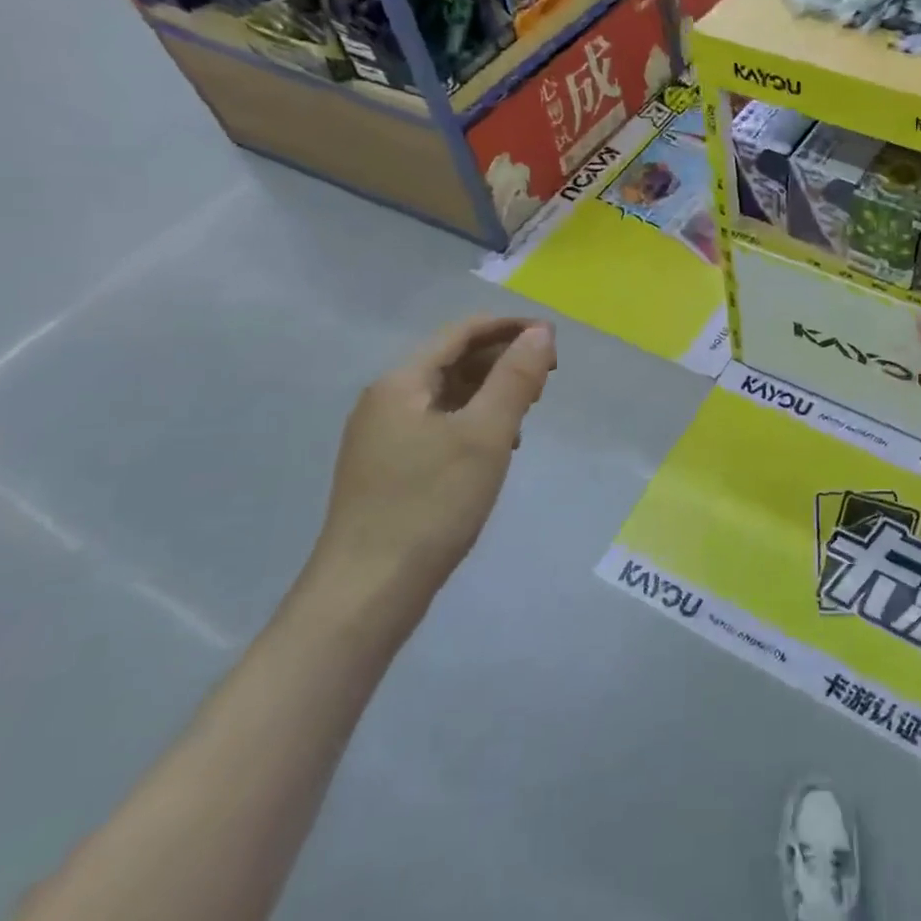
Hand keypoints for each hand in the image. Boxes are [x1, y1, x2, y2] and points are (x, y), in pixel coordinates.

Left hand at [312, 317, 556, 609]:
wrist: (366, 593)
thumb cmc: (430, 504)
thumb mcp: (485, 435)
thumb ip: (515, 378)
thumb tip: (541, 332)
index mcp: (402, 383)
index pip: (463, 332)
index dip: (511, 328)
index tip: (555, 341)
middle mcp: (386, 400)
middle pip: (454, 360)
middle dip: (503, 361)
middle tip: (547, 382)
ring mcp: (383, 437)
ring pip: (448, 395)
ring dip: (491, 393)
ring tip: (527, 413)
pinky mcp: (389, 468)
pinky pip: (440, 425)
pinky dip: (474, 422)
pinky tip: (496, 448)